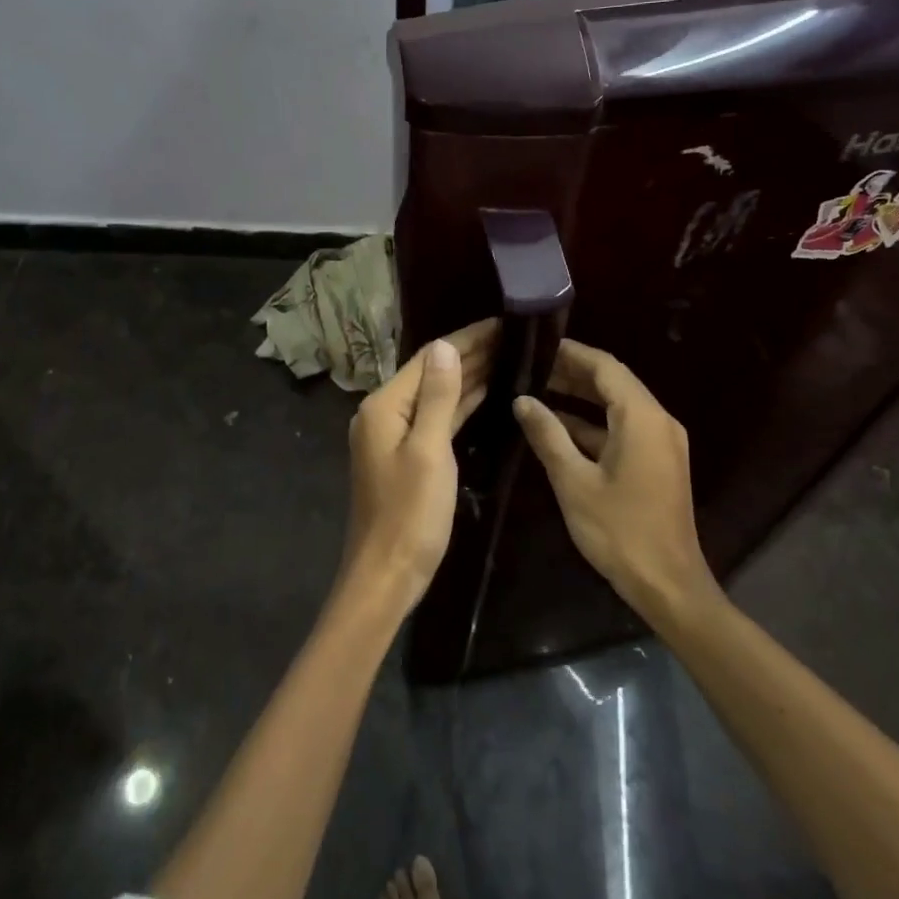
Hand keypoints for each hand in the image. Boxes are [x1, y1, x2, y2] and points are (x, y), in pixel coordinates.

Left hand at [343, 318, 498, 609]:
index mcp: (384, 405)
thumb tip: (446, 345)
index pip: (429, 358)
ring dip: (469, 376)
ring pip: (436, 395)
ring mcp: (394, 435)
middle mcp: (385, 412)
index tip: (502, 323)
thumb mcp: (428, 451)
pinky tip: (486, 393)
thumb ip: (438, 396)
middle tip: (514, 337)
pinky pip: (436, 418)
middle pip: (432, 373)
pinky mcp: (407, 455)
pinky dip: (460, 404)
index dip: (466, 339)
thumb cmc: (409, 514)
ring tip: (508, 356)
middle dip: (470, 354)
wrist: (387, 575)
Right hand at [513, 340, 717, 620]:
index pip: (605, 367)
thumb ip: (548, 435)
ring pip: (618, 406)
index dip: (572, 353)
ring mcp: (662, 442)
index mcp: (642, 418)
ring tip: (539, 391)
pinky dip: (595, 424)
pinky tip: (560, 429)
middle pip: (614, 383)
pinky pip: (625, 429)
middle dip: (573, 374)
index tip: (538, 345)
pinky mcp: (659, 462)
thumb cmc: (619, 531)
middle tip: (531, 367)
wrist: (668, 584)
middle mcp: (658, 420)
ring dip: (582, 399)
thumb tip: (522, 400)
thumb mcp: (574, 481)